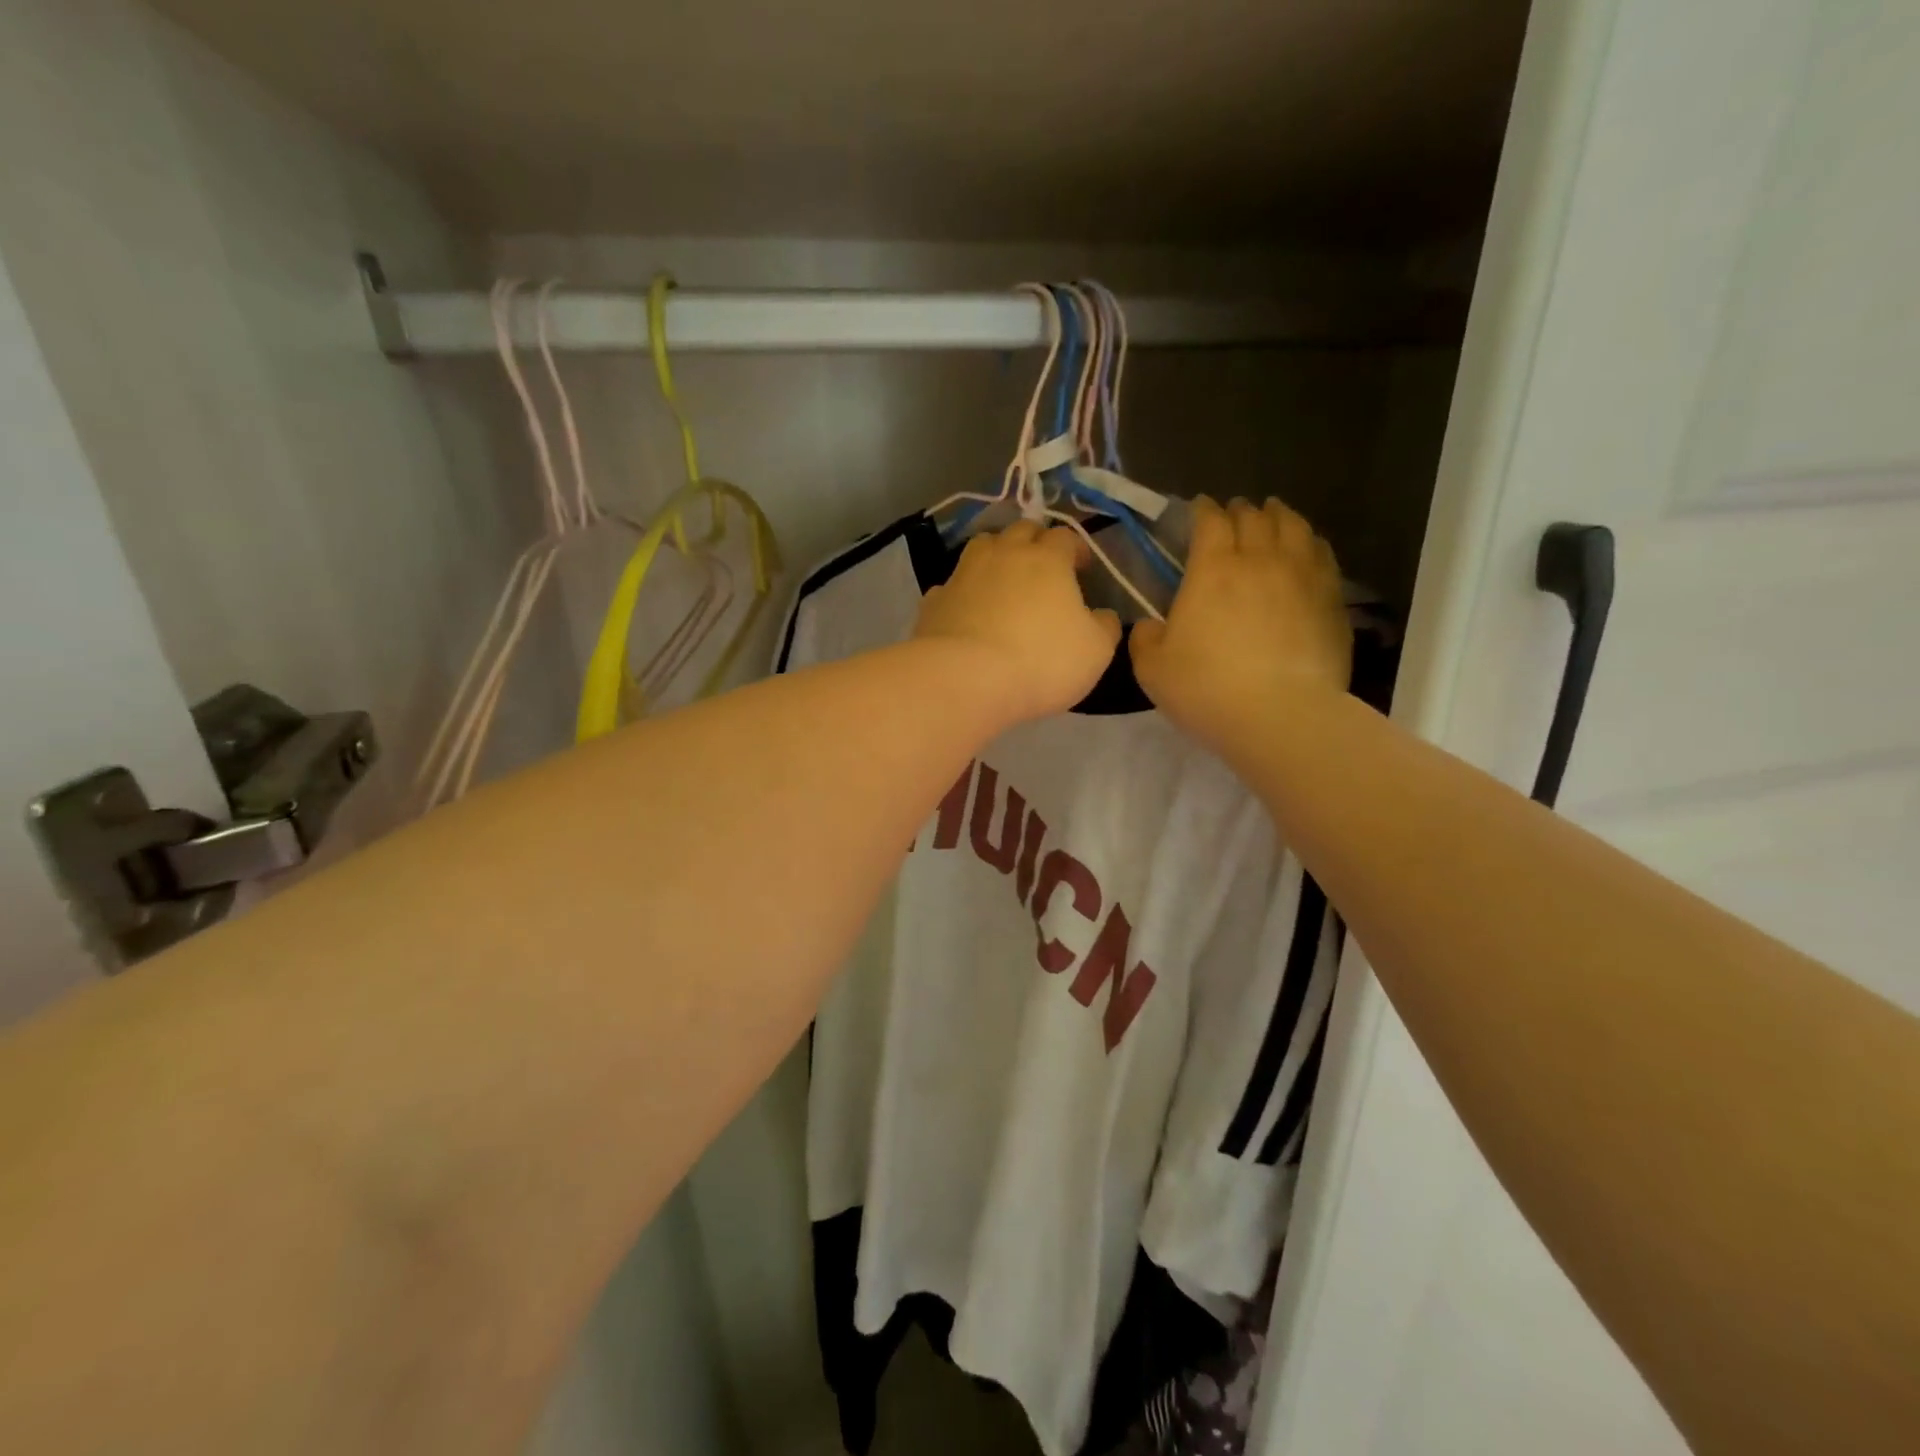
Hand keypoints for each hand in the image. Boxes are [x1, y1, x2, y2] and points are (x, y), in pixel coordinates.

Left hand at [915, 522, 1122, 719]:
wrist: (966, 679)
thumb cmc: (1042, 661)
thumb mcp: (1095, 651)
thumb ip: (1104, 627)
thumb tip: (1103, 615)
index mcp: (1046, 559)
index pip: (1065, 537)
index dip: (1076, 548)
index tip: (1082, 567)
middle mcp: (1003, 555)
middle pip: (1021, 531)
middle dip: (1035, 541)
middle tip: (1043, 566)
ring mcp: (963, 574)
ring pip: (982, 547)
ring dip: (996, 555)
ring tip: (1003, 578)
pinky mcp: (934, 600)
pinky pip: (951, 585)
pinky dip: (963, 591)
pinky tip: (966, 610)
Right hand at [1131, 497, 1351, 746]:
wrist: (1280, 716)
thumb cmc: (1207, 689)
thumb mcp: (1152, 669)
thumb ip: (1145, 639)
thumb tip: (1149, 625)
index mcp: (1213, 569)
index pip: (1210, 521)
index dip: (1203, 510)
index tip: (1199, 509)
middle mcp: (1260, 559)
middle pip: (1254, 517)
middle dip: (1240, 510)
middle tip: (1234, 513)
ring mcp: (1303, 576)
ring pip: (1294, 527)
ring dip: (1279, 516)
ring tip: (1274, 516)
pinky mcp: (1332, 599)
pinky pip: (1322, 554)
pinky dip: (1310, 543)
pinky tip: (1307, 549)